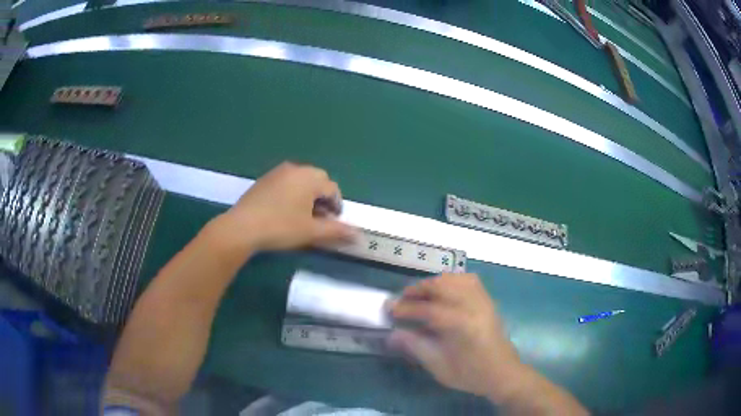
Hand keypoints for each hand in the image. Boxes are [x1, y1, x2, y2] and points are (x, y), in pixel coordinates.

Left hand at [213, 162, 354, 253]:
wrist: (242, 227)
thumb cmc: (281, 227)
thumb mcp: (311, 232)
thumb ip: (336, 231)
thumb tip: (359, 235)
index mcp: (309, 178)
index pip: (332, 189)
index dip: (336, 207)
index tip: (332, 223)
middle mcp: (295, 169)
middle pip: (318, 181)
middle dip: (322, 199)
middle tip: (318, 219)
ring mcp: (277, 172)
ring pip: (301, 181)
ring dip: (308, 196)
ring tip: (302, 216)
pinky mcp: (264, 179)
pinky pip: (286, 183)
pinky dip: (292, 194)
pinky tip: (285, 211)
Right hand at [389, 273, 522, 400]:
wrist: (502, 373)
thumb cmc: (469, 374)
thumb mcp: (438, 365)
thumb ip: (414, 346)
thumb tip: (392, 333)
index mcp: (460, 325)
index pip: (427, 309)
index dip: (406, 308)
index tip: (390, 309)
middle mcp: (473, 306)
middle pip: (441, 285)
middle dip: (418, 290)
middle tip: (403, 300)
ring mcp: (482, 300)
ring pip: (455, 279)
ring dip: (434, 284)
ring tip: (421, 296)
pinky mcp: (488, 300)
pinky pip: (469, 280)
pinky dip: (452, 281)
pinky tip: (444, 292)